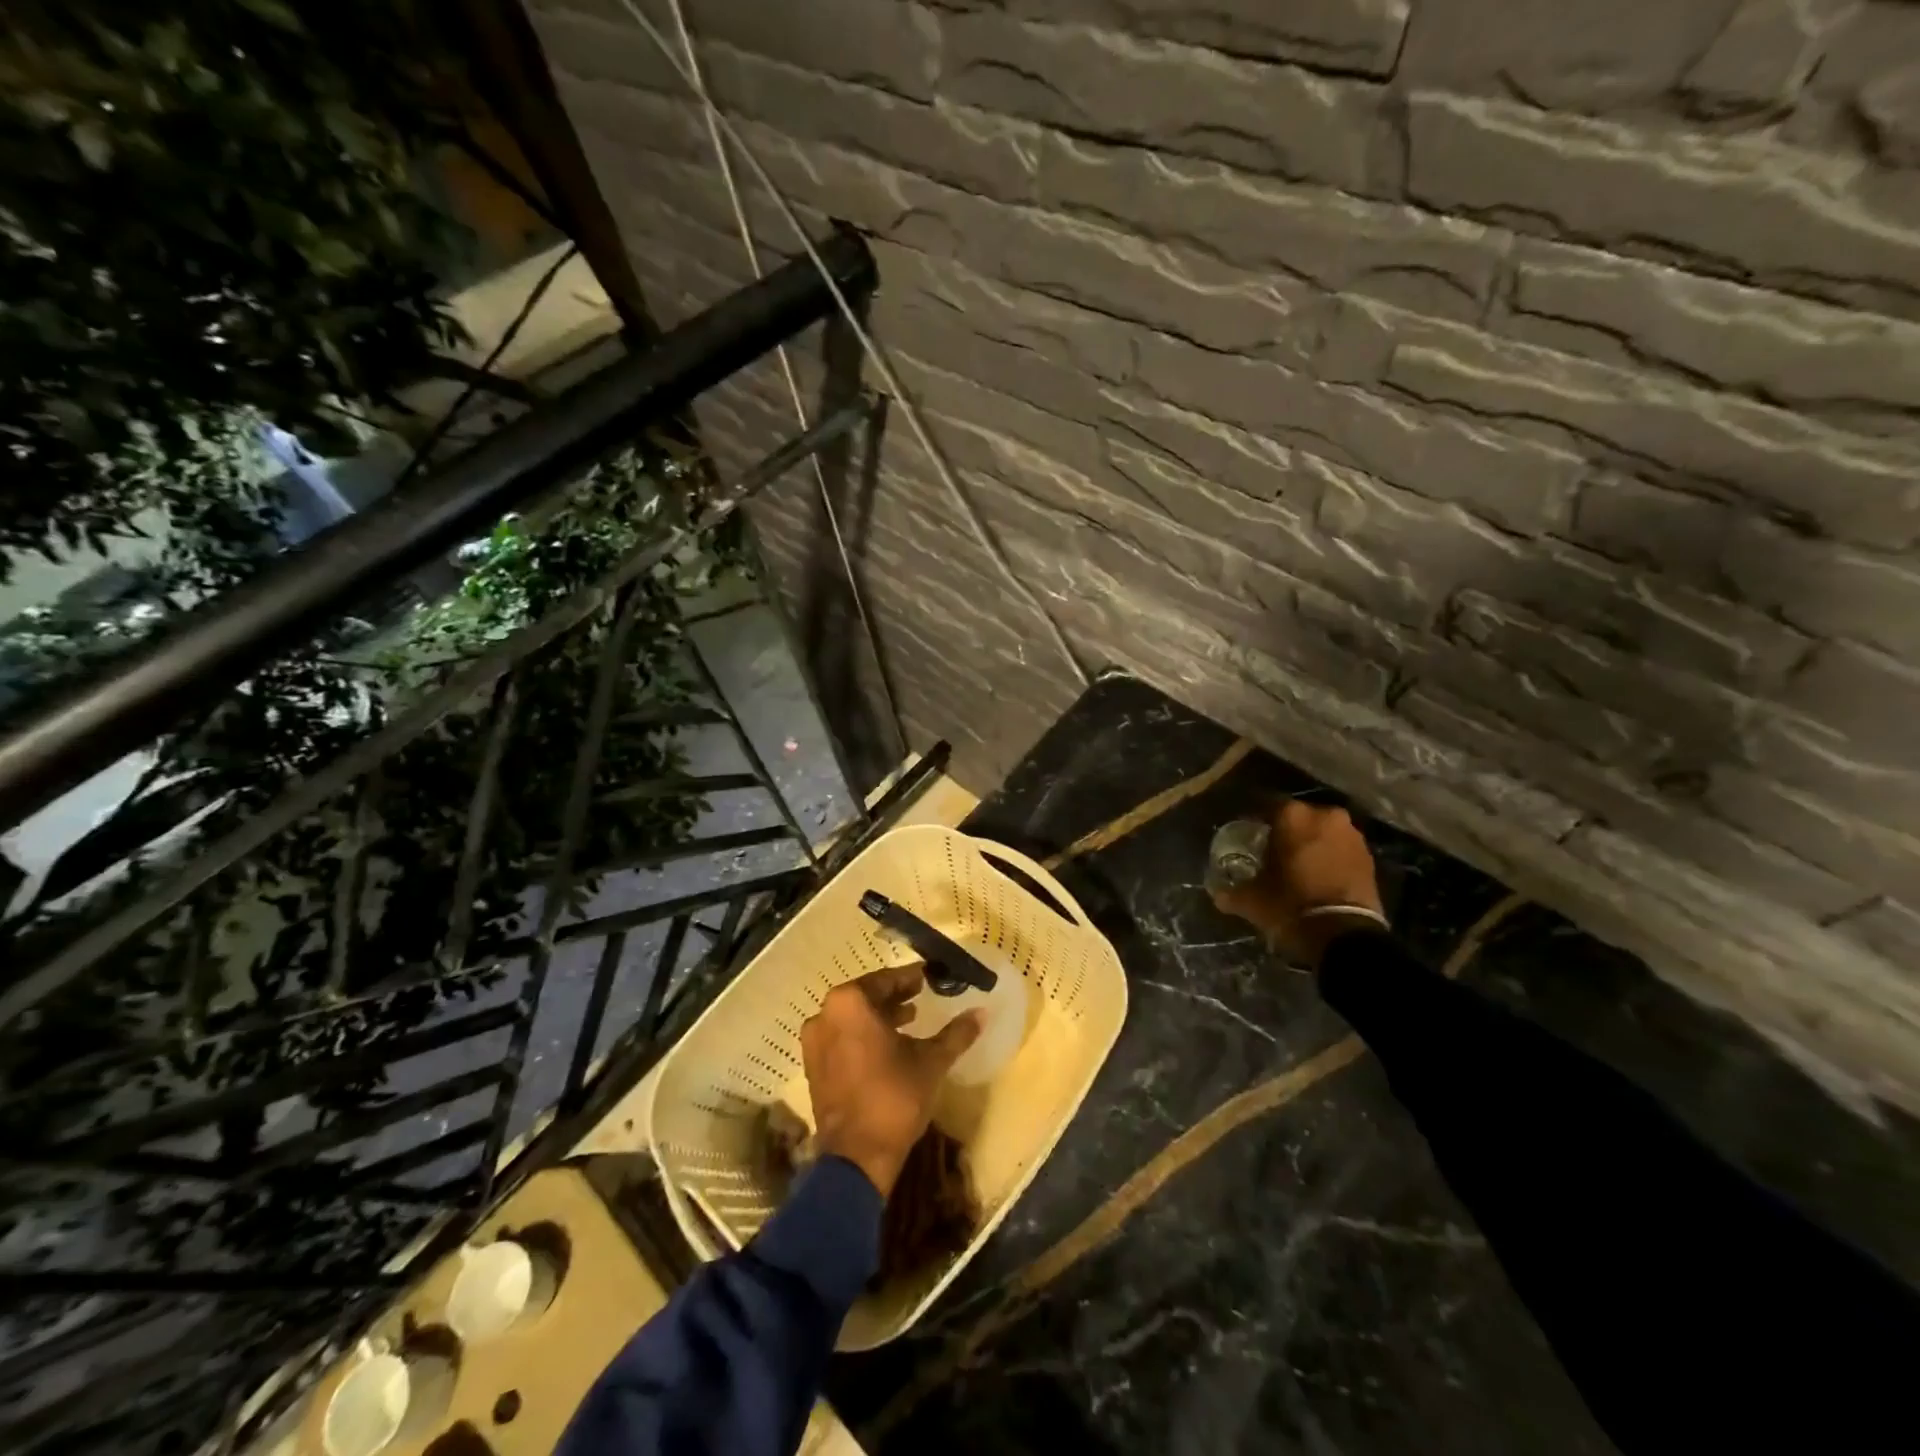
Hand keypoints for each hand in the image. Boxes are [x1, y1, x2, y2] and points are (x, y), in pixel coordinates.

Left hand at [801, 965, 980, 1197]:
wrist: (857, 1158)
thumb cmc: (894, 1097)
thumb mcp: (932, 1061)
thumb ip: (956, 1033)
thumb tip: (982, 1012)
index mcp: (850, 1003)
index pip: (886, 980)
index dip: (910, 979)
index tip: (929, 978)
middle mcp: (825, 1014)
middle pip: (866, 997)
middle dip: (894, 996)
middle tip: (921, 996)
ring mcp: (814, 1042)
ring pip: (852, 1019)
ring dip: (879, 1017)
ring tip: (909, 1021)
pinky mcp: (813, 1067)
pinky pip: (841, 1038)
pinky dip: (863, 1036)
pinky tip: (888, 1047)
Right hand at [1210, 800, 1383, 963]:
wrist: (1345, 936)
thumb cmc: (1290, 905)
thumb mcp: (1251, 901)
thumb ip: (1231, 892)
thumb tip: (1217, 893)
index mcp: (1292, 815)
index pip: (1265, 805)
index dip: (1253, 820)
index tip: (1245, 834)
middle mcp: (1324, 815)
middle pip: (1298, 816)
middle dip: (1285, 830)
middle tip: (1271, 849)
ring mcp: (1351, 834)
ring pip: (1322, 831)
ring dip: (1310, 842)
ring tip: (1297, 863)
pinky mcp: (1369, 856)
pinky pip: (1340, 848)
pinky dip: (1329, 856)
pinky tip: (1318, 874)